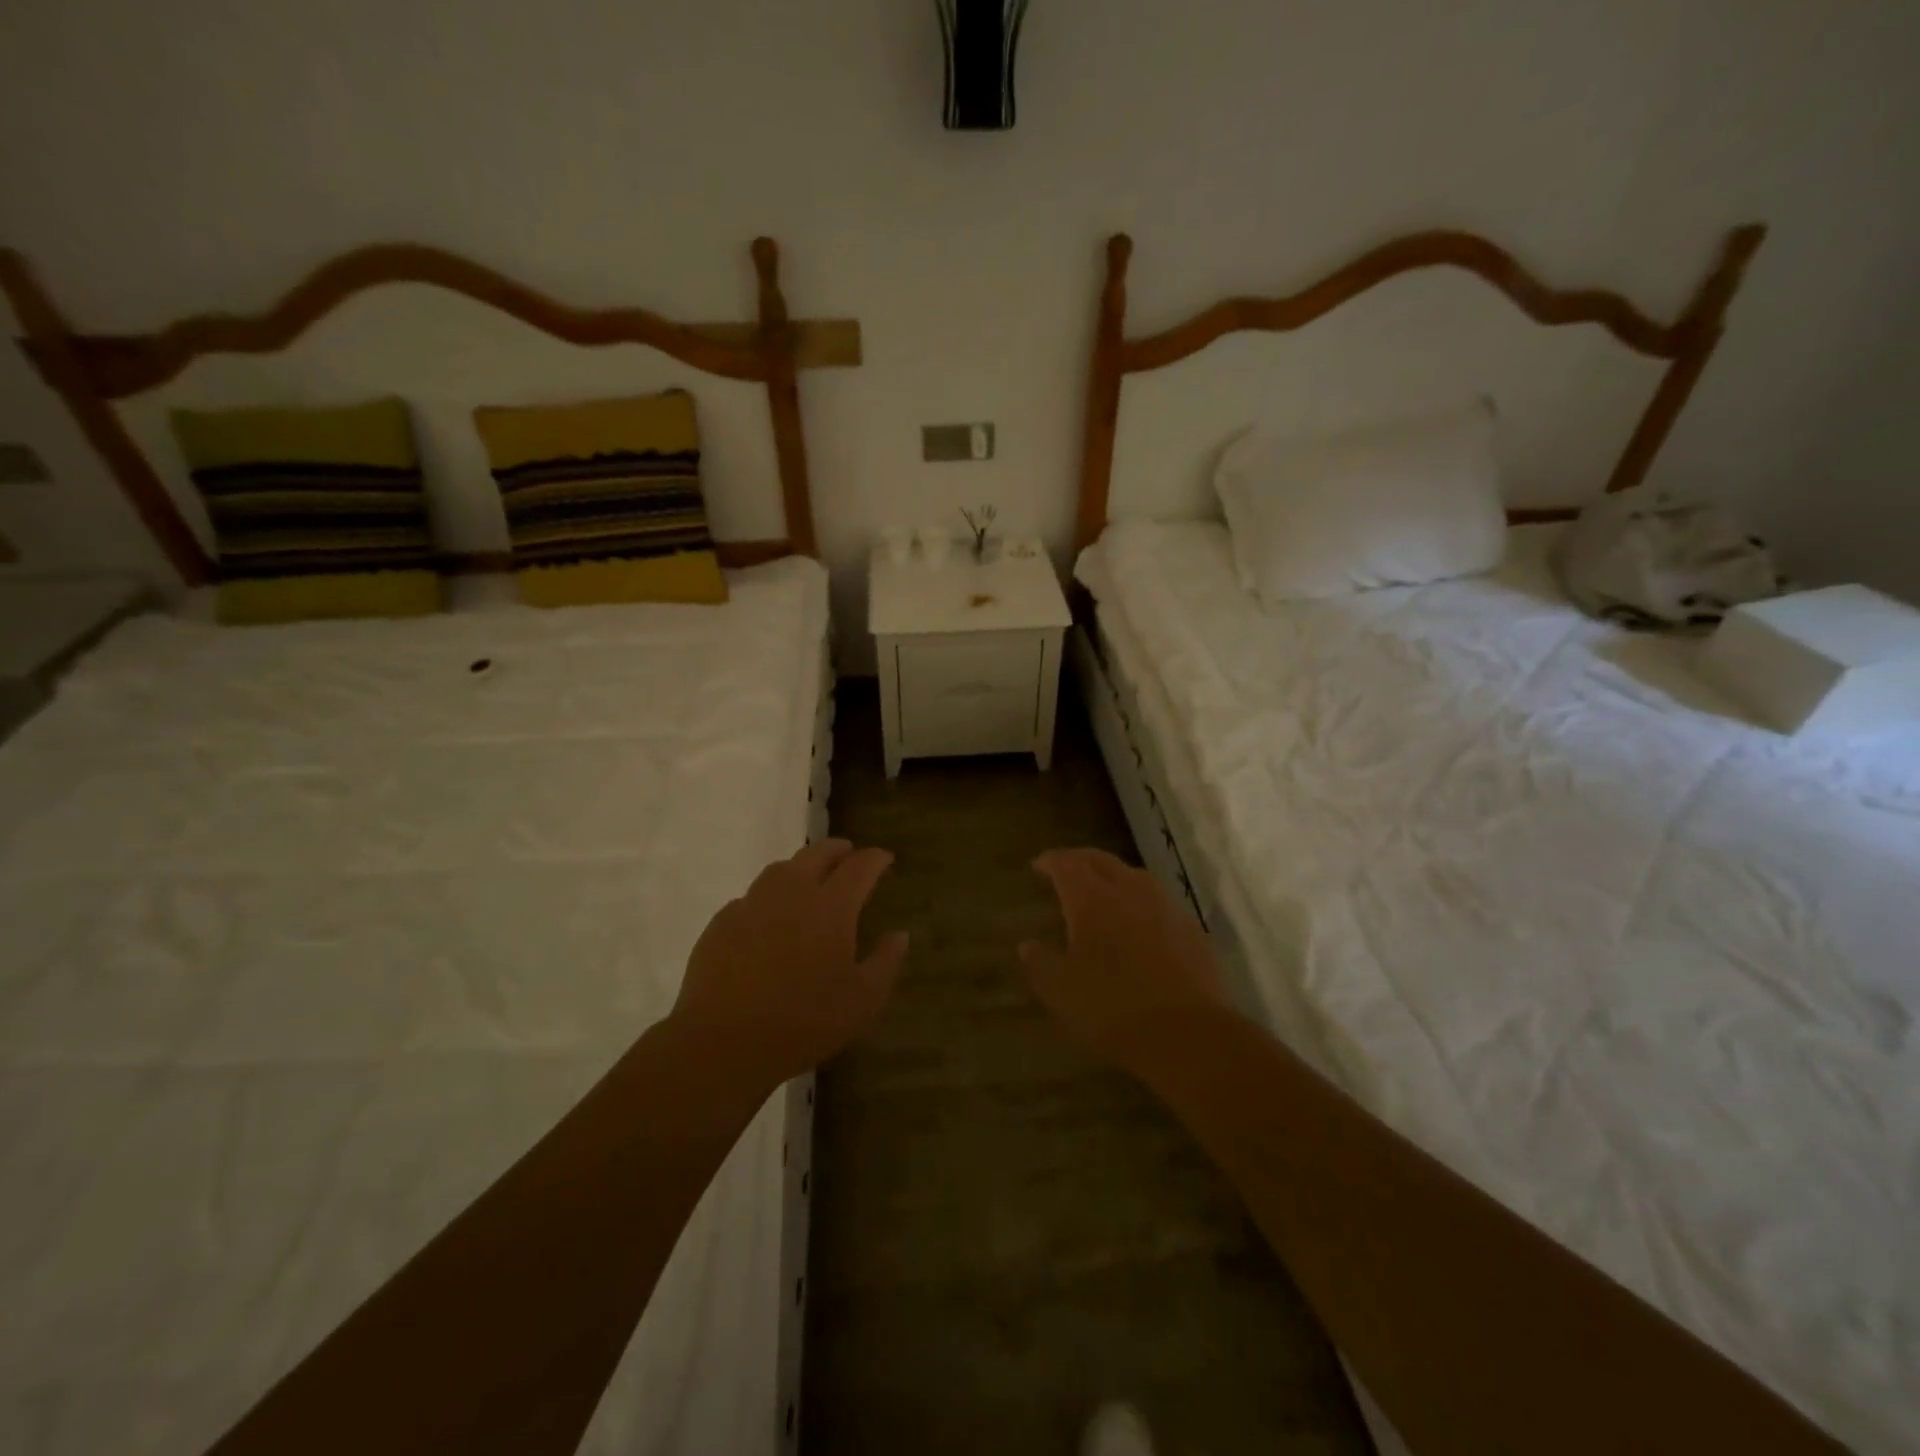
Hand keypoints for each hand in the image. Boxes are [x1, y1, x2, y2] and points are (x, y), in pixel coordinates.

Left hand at [671, 839, 907, 1086]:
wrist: (723, 1041)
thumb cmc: (804, 1022)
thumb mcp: (863, 1001)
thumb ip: (885, 962)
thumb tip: (900, 934)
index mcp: (832, 907)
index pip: (859, 867)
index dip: (875, 859)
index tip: (885, 857)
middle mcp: (792, 893)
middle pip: (817, 855)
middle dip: (837, 850)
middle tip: (848, 854)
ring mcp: (752, 904)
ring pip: (780, 870)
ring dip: (801, 866)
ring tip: (809, 878)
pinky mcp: (722, 923)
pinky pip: (751, 897)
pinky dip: (768, 896)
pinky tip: (768, 916)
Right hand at [1019, 848, 1230, 1072]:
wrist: (1188, 1035)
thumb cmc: (1113, 1009)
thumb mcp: (1061, 991)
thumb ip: (1041, 963)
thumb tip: (1027, 946)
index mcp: (1092, 900)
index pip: (1067, 865)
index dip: (1051, 861)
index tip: (1039, 865)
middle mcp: (1129, 892)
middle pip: (1102, 861)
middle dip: (1081, 859)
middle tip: (1066, 867)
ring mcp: (1165, 908)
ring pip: (1135, 876)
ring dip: (1113, 876)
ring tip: (1102, 890)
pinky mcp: (1191, 929)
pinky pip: (1159, 901)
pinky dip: (1140, 901)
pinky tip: (1139, 922)